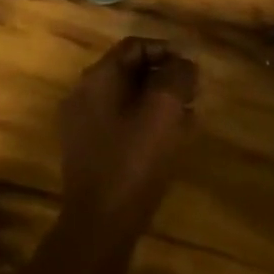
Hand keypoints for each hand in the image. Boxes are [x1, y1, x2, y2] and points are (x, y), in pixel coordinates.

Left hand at [58, 37, 198, 247]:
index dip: (166, 50)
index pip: (134, 46)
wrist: (100, 227)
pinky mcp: (88, 154)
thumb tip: (184, 64)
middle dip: (163, 78)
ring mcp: (82, 126)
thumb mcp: (164, 111)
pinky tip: (170, 142)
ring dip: (157, 103)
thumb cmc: (133, 161)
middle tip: (192, 93)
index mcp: (97, 78)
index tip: (191, 69)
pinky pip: (120, 125)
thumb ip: (177, 77)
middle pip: (129, 72)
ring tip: (187, 118)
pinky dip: (145, 125)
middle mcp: (83, 95)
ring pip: (126, 101)